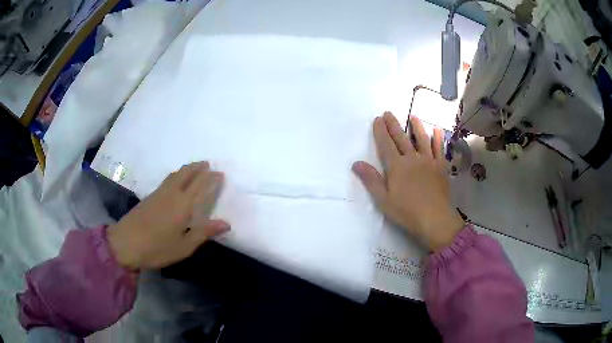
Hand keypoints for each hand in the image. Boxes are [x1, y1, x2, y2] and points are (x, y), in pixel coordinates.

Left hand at [107, 161, 229, 269]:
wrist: (125, 243)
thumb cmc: (157, 248)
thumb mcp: (184, 246)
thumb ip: (204, 232)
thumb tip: (226, 223)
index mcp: (183, 205)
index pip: (201, 186)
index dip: (211, 179)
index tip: (220, 174)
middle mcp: (172, 194)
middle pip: (187, 174)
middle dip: (199, 167)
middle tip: (208, 164)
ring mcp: (159, 193)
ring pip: (176, 174)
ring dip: (188, 168)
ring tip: (196, 166)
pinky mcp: (150, 196)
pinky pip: (168, 179)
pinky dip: (177, 174)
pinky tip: (177, 179)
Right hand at [352, 112, 463, 251]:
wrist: (434, 219)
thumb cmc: (406, 211)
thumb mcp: (383, 199)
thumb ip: (371, 179)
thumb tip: (356, 163)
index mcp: (397, 166)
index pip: (386, 144)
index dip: (380, 131)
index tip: (377, 119)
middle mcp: (412, 158)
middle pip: (401, 138)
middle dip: (393, 124)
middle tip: (389, 113)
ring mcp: (429, 161)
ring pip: (422, 139)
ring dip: (416, 126)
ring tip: (413, 116)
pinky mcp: (441, 166)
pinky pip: (439, 149)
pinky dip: (438, 138)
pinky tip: (437, 130)